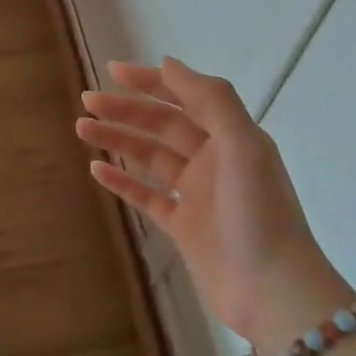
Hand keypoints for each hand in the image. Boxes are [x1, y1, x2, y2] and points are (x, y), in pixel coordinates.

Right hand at [77, 57, 349, 349]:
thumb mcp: (243, 146)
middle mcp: (213, 159)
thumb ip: (211, 100)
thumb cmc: (258, 213)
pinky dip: (122, 181)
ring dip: (117, 139)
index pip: (185, 96)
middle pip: (162, 124)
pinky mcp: (183, 227)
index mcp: (231, 136)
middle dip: (125, 109)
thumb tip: (168, 63)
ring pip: (150, 156)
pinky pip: (146, 196)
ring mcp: (196, 194)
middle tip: (87, 102)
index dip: (151, 81)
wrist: (273, 292)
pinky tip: (96, 169)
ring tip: (81, 129)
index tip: (113, 72)